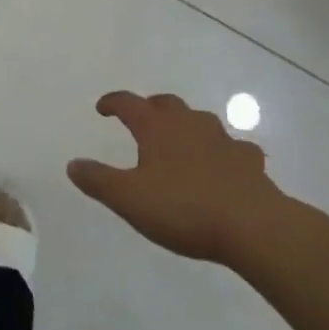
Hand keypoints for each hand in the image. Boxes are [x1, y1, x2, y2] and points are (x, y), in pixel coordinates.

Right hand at [68, 91, 286, 261]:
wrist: (255, 227)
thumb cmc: (184, 208)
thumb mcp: (129, 198)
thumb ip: (98, 180)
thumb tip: (73, 164)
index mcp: (156, 128)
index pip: (128, 103)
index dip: (112, 102)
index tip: (102, 108)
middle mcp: (189, 124)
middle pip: (166, 104)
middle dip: (151, 107)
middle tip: (142, 119)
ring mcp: (223, 141)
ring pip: (201, 121)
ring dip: (187, 125)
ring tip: (181, 140)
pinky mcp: (250, 163)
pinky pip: (235, 148)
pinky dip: (225, 151)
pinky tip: (225, 165)